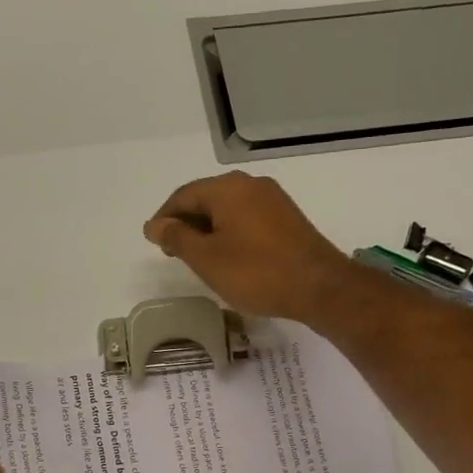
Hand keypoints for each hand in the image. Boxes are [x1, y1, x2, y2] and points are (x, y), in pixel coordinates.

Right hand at [143, 171, 357, 322]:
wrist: (319, 287)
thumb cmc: (255, 272)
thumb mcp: (206, 258)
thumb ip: (177, 237)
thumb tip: (155, 224)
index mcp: (227, 189)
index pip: (183, 196)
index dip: (164, 218)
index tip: (153, 241)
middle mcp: (250, 185)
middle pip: (206, 198)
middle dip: (186, 222)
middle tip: (171, 251)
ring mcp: (273, 200)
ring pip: (228, 209)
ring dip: (207, 229)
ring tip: (197, 256)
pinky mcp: (287, 218)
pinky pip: (247, 218)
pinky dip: (229, 232)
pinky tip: (227, 255)